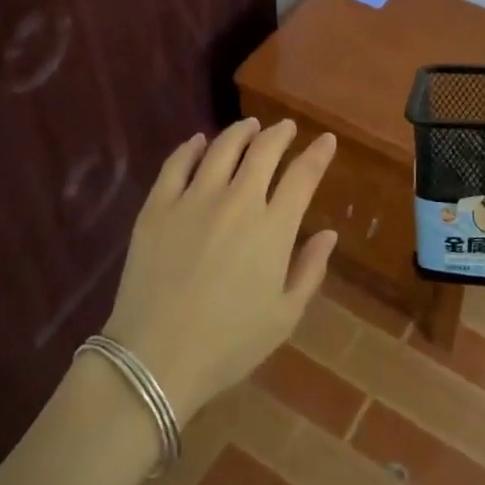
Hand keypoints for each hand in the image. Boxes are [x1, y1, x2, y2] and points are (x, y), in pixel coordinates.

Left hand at [101, 118, 338, 417]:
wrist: (156, 358)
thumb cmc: (229, 344)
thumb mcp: (284, 316)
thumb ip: (310, 270)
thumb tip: (329, 234)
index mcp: (273, 228)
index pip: (303, 175)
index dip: (318, 153)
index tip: (326, 140)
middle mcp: (237, 201)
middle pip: (263, 150)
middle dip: (280, 134)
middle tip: (285, 128)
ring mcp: (194, 199)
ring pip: (222, 148)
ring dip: (240, 132)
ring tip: (248, 126)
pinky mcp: (158, 206)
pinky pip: (176, 164)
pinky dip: (190, 147)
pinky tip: (198, 142)